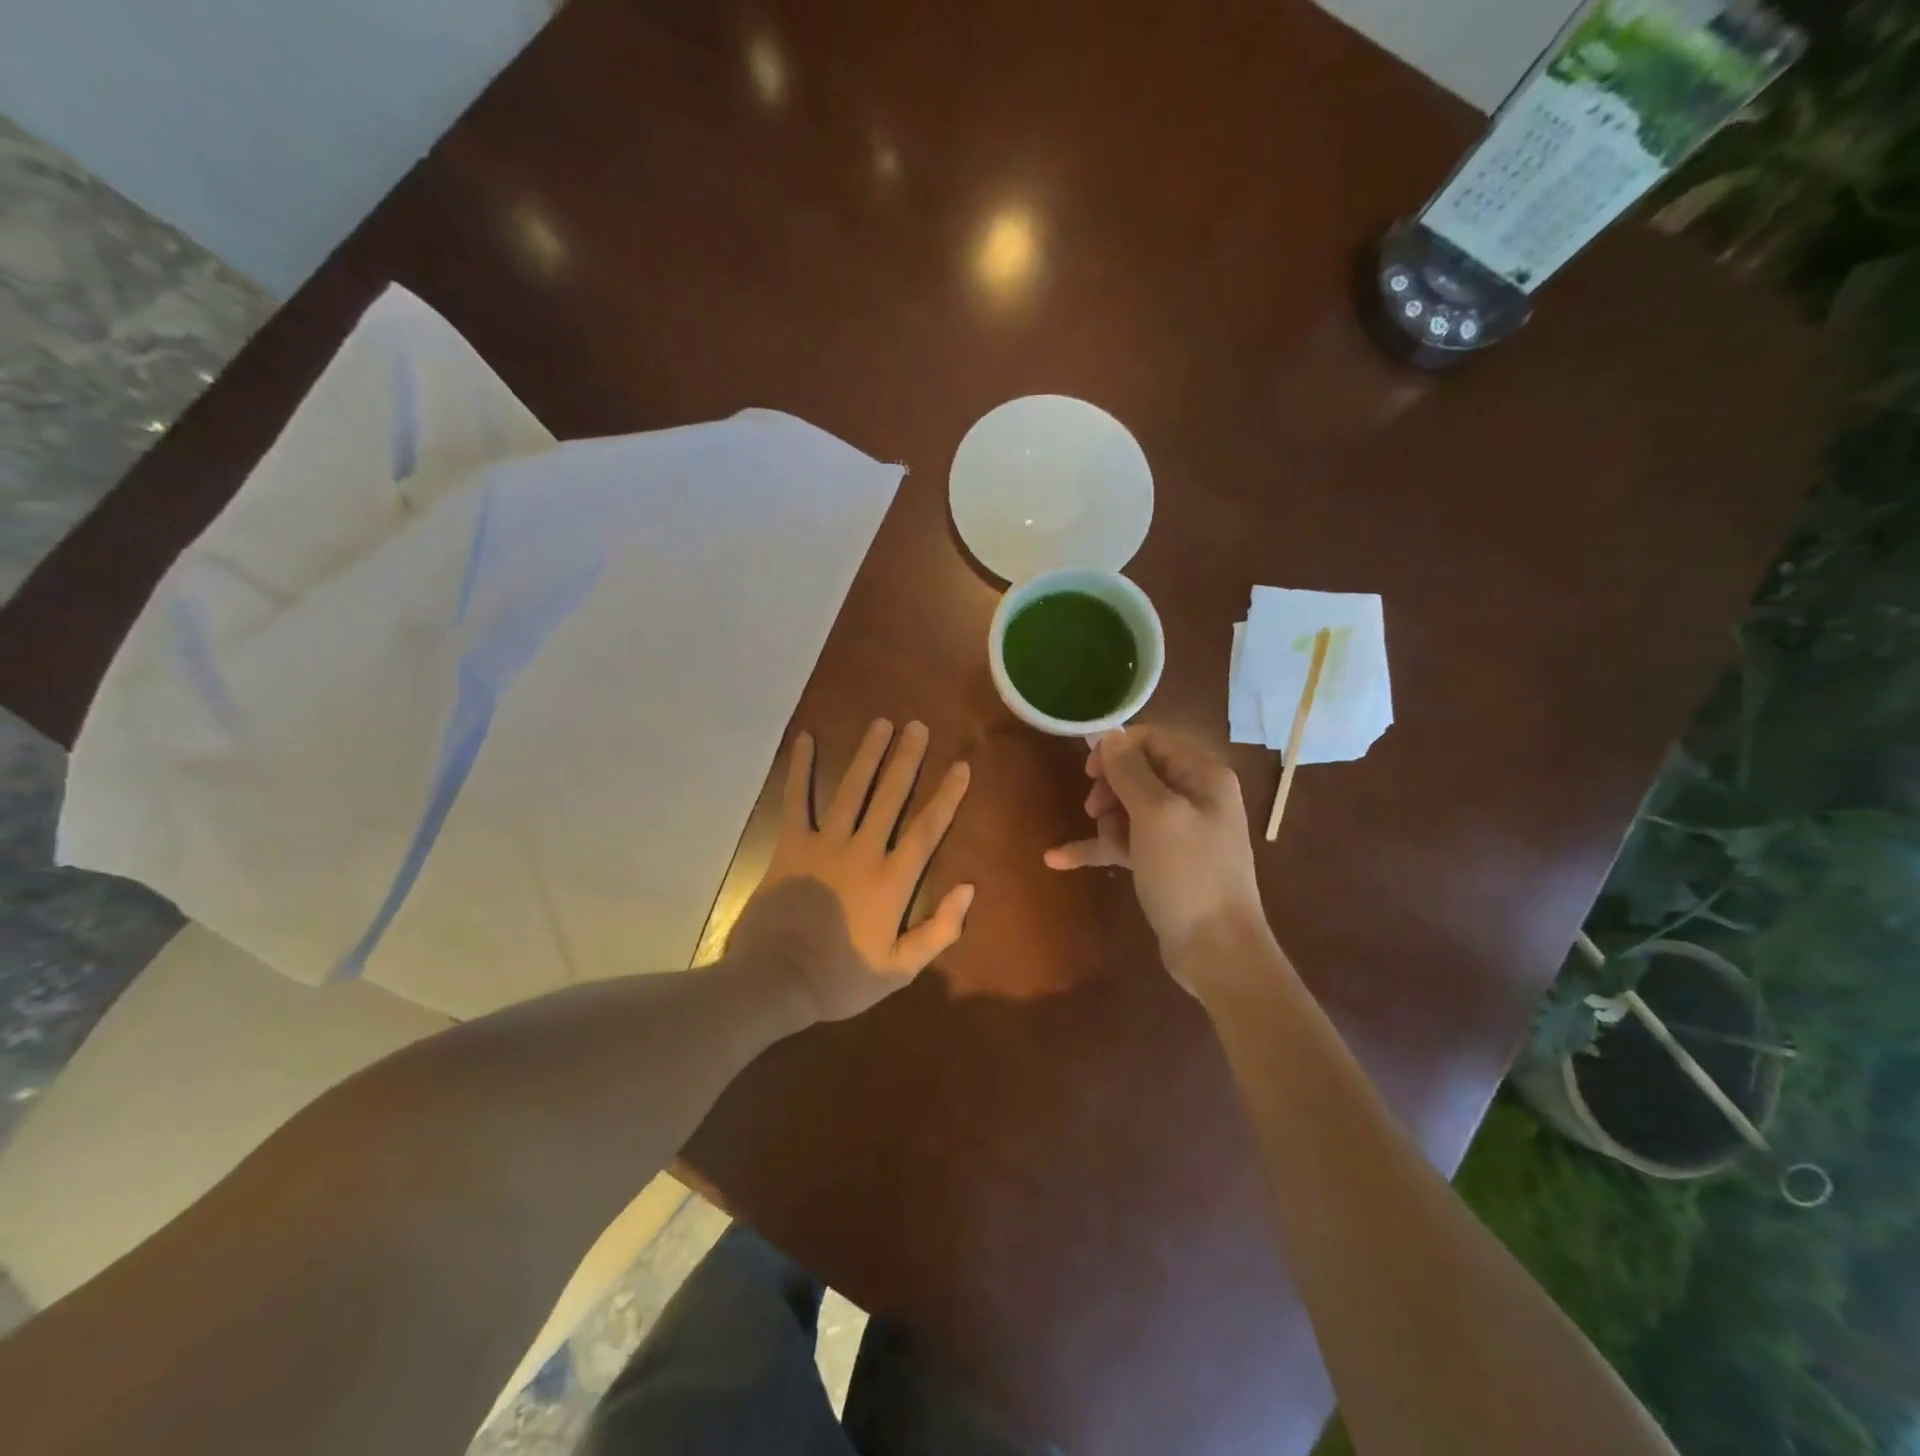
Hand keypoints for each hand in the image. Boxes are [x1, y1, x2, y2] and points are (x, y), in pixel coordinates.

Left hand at [729, 719, 973, 1022]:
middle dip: (907, 759)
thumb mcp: (899, 969)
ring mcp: (824, 843)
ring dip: (867, 754)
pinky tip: (807, 739)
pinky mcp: (790, 844)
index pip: (927, 828)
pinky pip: (796, 799)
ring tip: (881, 723)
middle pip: (890, 796)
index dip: (947, 795)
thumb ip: (939, 930)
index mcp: (892, 880)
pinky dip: (801, 768)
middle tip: (918, 726)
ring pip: (851, 789)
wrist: (775, 981)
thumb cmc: (841, 978)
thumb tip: (968, 889)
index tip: (961, 766)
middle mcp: (862, 851)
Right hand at [1043, 725, 1267, 971]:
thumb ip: (1130, 771)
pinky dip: (1097, 849)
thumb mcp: (1157, 814)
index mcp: (1203, 776)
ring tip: (1101, 845)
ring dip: (1106, 824)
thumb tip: (1109, 734)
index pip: (1154, 740)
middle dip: (1110, 789)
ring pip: (1128, 809)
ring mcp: (1179, 832)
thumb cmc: (1188, 873)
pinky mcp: (1164, 862)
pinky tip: (1056, 858)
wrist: (1216, 949)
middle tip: (1094, 810)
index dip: (1118, 750)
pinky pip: (1124, 843)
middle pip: (1138, 774)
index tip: (1089, 771)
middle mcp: (1195, 797)